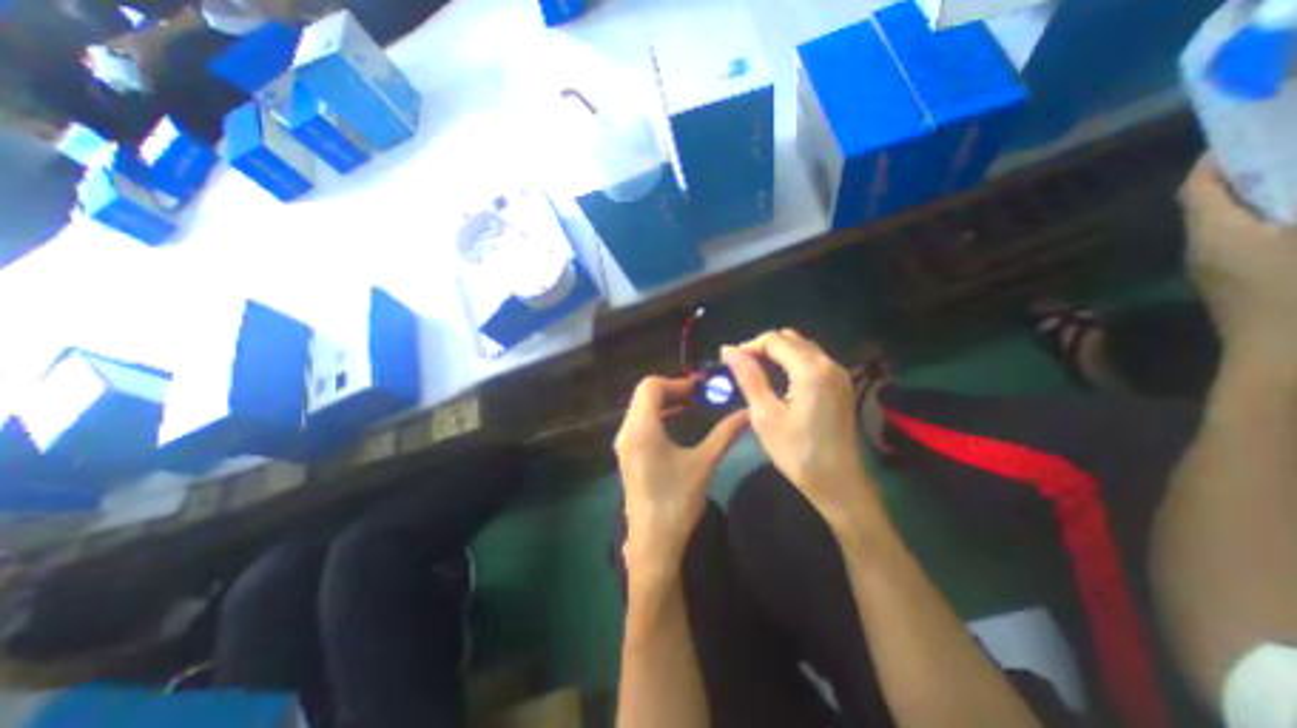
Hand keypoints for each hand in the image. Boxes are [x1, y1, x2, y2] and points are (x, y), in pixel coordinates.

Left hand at [614, 381, 750, 580]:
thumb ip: (725, 433)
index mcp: (641, 428)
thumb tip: (749, 412)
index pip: (651, 386)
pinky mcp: (628, 455)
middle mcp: (627, 431)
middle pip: (644, 395)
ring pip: (640, 409)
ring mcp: (624, 444)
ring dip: (664, 403)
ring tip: (691, 406)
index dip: (676, 382)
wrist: (653, 543)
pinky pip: (639, 423)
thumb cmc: (677, 501)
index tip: (701, 390)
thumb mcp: (704, 463)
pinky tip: (677, 425)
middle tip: (699, 396)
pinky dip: (657, 416)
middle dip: (672, 390)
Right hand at [725, 326, 874, 522]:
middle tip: (740, 368)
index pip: (774, 340)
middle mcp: (829, 363)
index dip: (748, 346)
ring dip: (776, 354)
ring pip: (801, 347)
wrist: (838, 482)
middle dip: (761, 348)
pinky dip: (791, 362)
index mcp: (811, 369)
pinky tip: (778, 380)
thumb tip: (730, 351)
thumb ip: (749, 378)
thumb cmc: (797, 452)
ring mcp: (838, 373)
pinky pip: (811, 360)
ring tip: (755, 372)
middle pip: (789, 339)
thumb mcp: (765, 415)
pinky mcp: (840, 384)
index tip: (727, 360)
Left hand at [1184, 157, 1295, 359]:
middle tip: (1289, 144)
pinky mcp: (1236, 288)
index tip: (1254, 128)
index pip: (1196, 187)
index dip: (1219, 157)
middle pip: (1210, 203)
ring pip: (1229, 224)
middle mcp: (1201, 250)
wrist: (1290, 362)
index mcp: (1214, 232)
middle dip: (1246, 172)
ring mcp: (1215, 271)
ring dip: (1260, 198)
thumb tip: (1288, 193)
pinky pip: (1245, 244)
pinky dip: (1270, 222)